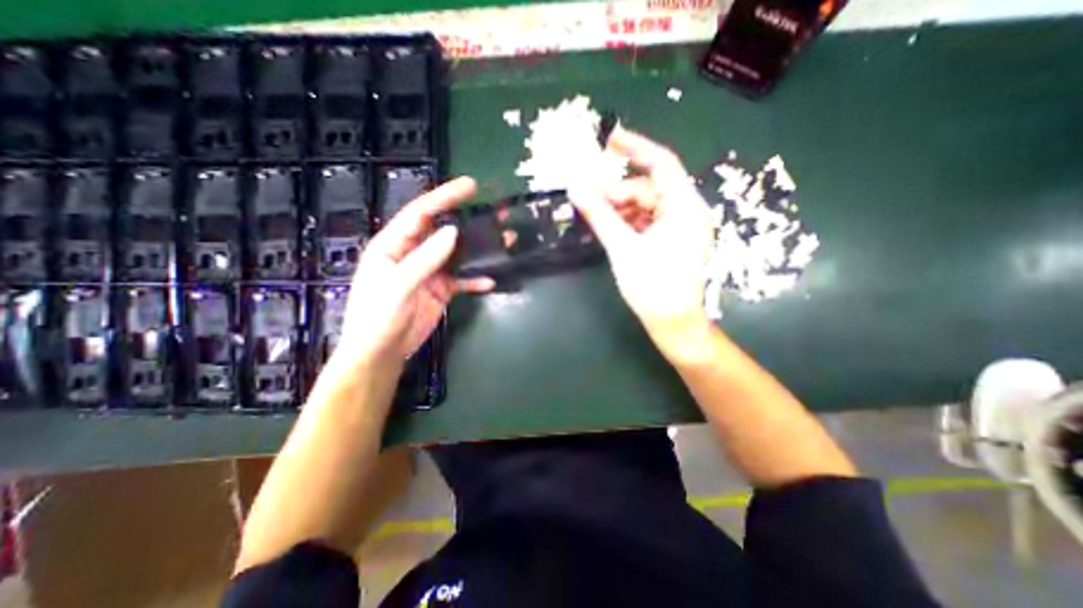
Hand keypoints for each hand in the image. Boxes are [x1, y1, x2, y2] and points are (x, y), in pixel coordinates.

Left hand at [336, 175, 493, 370]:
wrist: (381, 353)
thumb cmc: (378, 317)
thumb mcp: (398, 285)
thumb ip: (425, 258)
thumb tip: (453, 232)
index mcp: (393, 245)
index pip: (421, 214)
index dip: (444, 197)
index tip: (470, 186)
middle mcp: (412, 254)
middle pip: (442, 230)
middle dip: (467, 219)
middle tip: (494, 212)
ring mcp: (429, 273)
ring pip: (456, 254)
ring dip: (477, 249)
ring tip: (502, 240)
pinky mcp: (440, 290)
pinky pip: (461, 280)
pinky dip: (475, 280)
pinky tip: (489, 280)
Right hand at [570, 128, 715, 355]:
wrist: (673, 323)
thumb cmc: (652, 287)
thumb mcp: (623, 248)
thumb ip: (599, 215)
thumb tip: (575, 186)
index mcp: (684, 208)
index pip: (661, 164)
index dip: (635, 148)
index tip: (608, 139)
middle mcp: (687, 211)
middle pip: (648, 188)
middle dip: (618, 192)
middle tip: (588, 198)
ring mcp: (680, 227)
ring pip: (646, 206)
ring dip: (620, 208)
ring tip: (596, 216)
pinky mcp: (673, 240)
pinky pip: (648, 221)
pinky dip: (628, 221)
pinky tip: (611, 227)